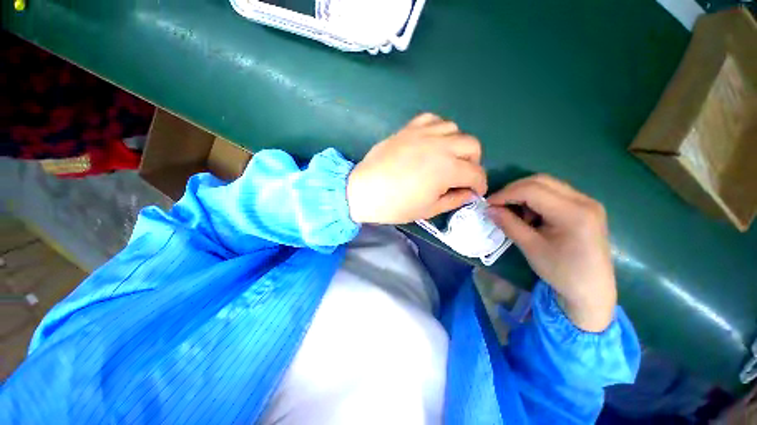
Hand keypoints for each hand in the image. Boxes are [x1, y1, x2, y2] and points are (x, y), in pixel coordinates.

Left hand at [347, 113, 486, 223]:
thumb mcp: (428, 209)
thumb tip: (468, 193)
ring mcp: (424, 133)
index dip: (479, 185)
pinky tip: (432, 142)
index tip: (475, 192)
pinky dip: (439, 129)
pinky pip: (433, 119)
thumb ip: (453, 200)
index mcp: (447, 169)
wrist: (364, 190)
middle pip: (472, 145)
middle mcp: (441, 146)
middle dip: (473, 162)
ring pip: (455, 129)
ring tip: (446, 158)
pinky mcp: (409, 128)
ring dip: (457, 144)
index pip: (476, 173)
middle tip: (461, 176)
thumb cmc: (396, 205)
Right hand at [486, 175, 616, 331]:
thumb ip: (509, 224)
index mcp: (573, 213)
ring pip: (546, 184)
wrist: (591, 290)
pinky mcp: (585, 207)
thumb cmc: (562, 273)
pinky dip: (535, 199)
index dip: (505, 194)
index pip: (532, 190)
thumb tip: (489, 209)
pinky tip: (531, 215)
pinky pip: (554, 193)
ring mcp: (587, 202)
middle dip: (513, 190)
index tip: (488, 204)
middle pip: (540, 181)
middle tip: (497, 205)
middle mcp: (584, 200)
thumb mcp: (531, 248)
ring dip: (524, 194)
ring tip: (515, 213)